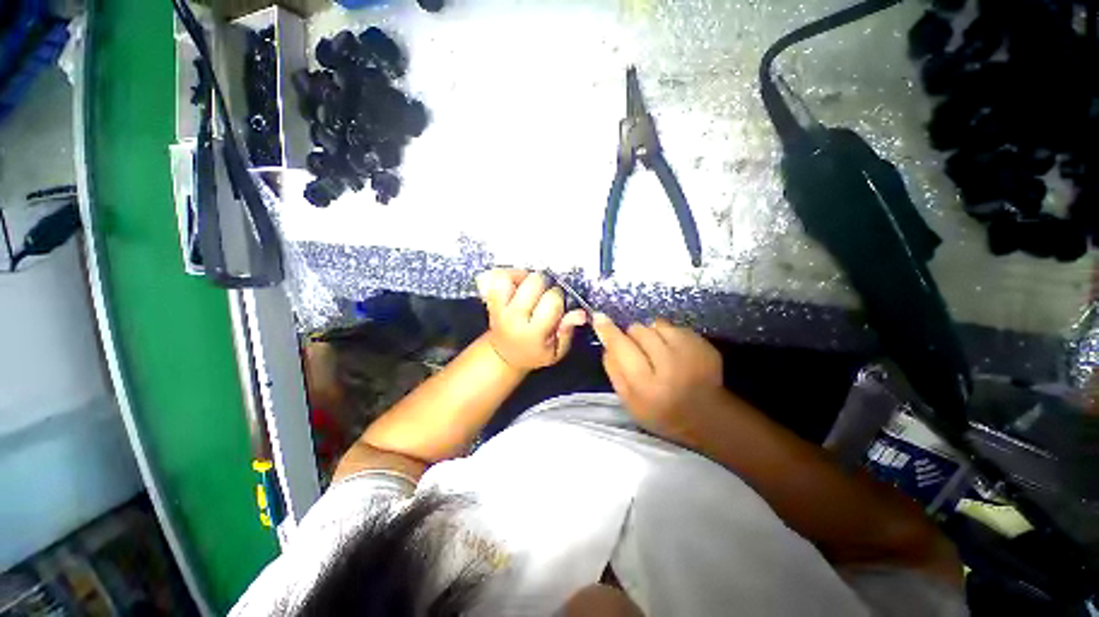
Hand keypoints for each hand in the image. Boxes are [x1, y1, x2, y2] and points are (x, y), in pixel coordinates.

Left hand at [477, 269, 587, 371]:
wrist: (505, 355)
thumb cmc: (534, 353)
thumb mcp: (556, 352)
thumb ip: (568, 332)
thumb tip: (580, 314)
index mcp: (532, 332)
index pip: (552, 301)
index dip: (559, 298)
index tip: (558, 306)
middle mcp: (513, 317)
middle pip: (534, 282)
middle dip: (545, 285)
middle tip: (545, 296)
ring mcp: (499, 307)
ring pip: (511, 276)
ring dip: (524, 277)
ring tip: (531, 288)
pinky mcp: (491, 299)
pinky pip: (497, 277)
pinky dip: (510, 275)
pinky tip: (519, 284)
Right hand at [592, 315, 723, 440]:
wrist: (705, 417)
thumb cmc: (660, 412)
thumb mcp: (629, 401)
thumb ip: (614, 371)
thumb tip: (606, 343)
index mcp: (647, 384)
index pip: (621, 347)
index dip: (608, 331)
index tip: (598, 317)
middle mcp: (669, 365)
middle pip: (638, 330)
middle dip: (633, 335)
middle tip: (638, 350)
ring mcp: (690, 352)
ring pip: (656, 324)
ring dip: (652, 333)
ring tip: (658, 350)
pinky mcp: (704, 344)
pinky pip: (675, 326)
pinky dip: (669, 334)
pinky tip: (674, 352)